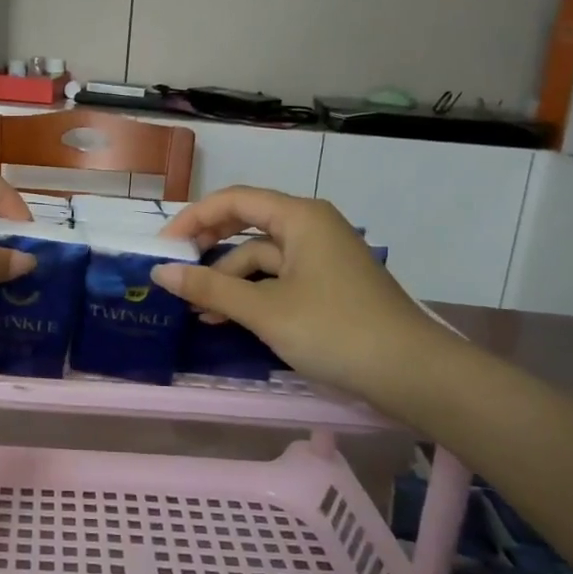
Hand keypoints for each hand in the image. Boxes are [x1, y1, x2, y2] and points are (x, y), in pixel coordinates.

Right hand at [154, 187, 454, 399]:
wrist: (412, 374)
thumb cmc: (335, 330)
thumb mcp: (265, 310)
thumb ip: (210, 289)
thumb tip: (160, 272)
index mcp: (300, 217)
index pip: (234, 200)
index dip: (193, 218)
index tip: (162, 246)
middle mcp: (310, 227)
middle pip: (246, 224)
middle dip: (208, 247)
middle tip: (175, 272)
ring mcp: (321, 257)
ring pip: (261, 257)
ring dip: (228, 279)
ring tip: (197, 310)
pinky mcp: (327, 285)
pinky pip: (278, 278)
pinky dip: (251, 294)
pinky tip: (229, 318)